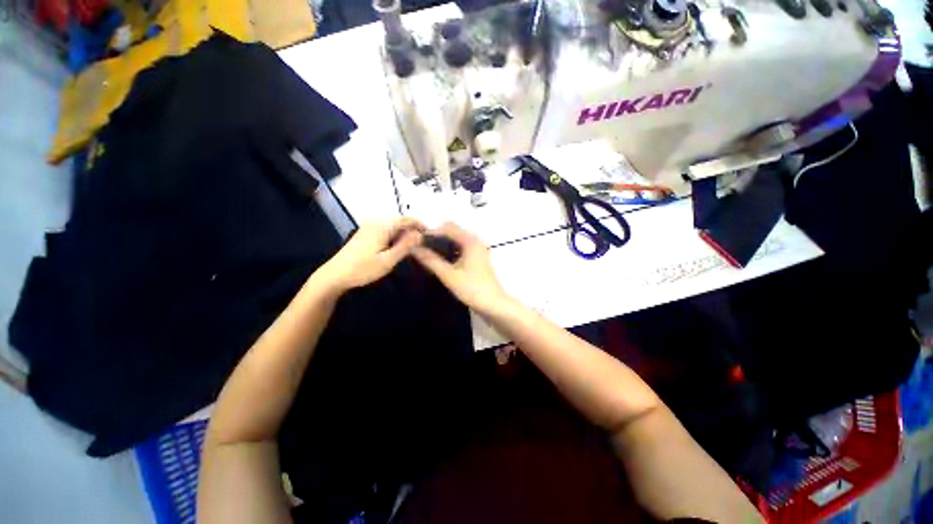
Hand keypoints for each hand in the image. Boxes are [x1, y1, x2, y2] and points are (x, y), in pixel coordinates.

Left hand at [315, 218, 423, 293]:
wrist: (334, 276)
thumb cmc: (363, 269)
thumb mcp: (388, 260)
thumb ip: (405, 246)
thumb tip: (420, 234)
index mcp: (382, 227)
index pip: (406, 219)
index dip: (420, 225)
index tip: (430, 234)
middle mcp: (375, 223)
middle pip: (399, 222)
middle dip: (412, 230)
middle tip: (422, 244)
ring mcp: (367, 228)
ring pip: (392, 227)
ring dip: (403, 234)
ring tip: (412, 247)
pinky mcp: (364, 234)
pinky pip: (384, 231)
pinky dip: (394, 237)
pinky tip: (396, 248)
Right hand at [411, 222, 509, 314]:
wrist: (493, 305)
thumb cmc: (472, 288)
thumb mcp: (448, 275)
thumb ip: (431, 260)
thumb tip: (413, 248)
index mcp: (470, 241)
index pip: (447, 227)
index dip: (431, 232)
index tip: (416, 241)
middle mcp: (475, 241)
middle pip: (452, 232)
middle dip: (436, 237)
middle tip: (420, 248)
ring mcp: (477, 250)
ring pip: (456, 241)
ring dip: (443, 245)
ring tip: (426, 255)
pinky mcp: (477, 259)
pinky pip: (460, 249)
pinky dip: (450, 252)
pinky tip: (440, 262)